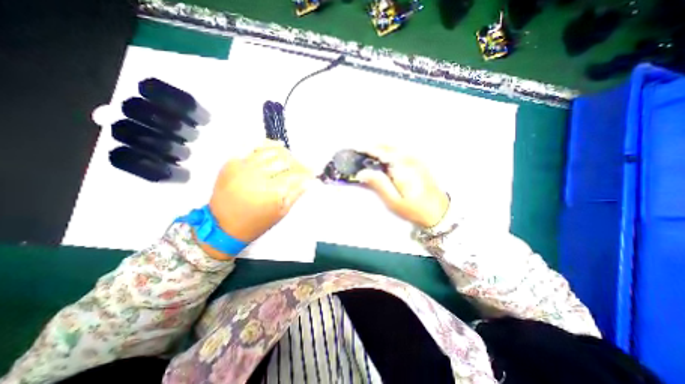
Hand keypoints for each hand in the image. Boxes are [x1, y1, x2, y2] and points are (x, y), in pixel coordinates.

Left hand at [209, 140, 314, 244]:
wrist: (223, 225)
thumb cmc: (256, 223)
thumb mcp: (280, 213)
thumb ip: (295, 194)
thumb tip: (309, 181)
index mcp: (270, 191)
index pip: (295, 174)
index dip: (306, 172)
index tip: (312, 173)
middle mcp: (257, 175)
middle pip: (284, 160)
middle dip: (297, 163)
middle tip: (302, 167)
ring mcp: (243, 167)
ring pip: (270, 151)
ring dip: (284, 153)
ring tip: (291, 157)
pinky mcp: (232, 163)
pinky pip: (251, 147)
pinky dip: (266, 144)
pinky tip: (276, 145)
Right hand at [360, 147, 449, 227]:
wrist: (439, 212)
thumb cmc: (414, 209)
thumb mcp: (393, 201)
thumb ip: (378, 184)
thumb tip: (362, 172)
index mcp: (402, 167)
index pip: (382, 152)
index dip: (368, 150)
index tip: (357, 149)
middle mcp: (410, 159)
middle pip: (389, 146)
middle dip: (374, 146)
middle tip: (362, 151)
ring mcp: (417, 159)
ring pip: (396, 147)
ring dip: (382, 147)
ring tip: (370, 152)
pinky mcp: (420, 163)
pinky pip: (402, 151)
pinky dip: (391, 150)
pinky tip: (386, 157)